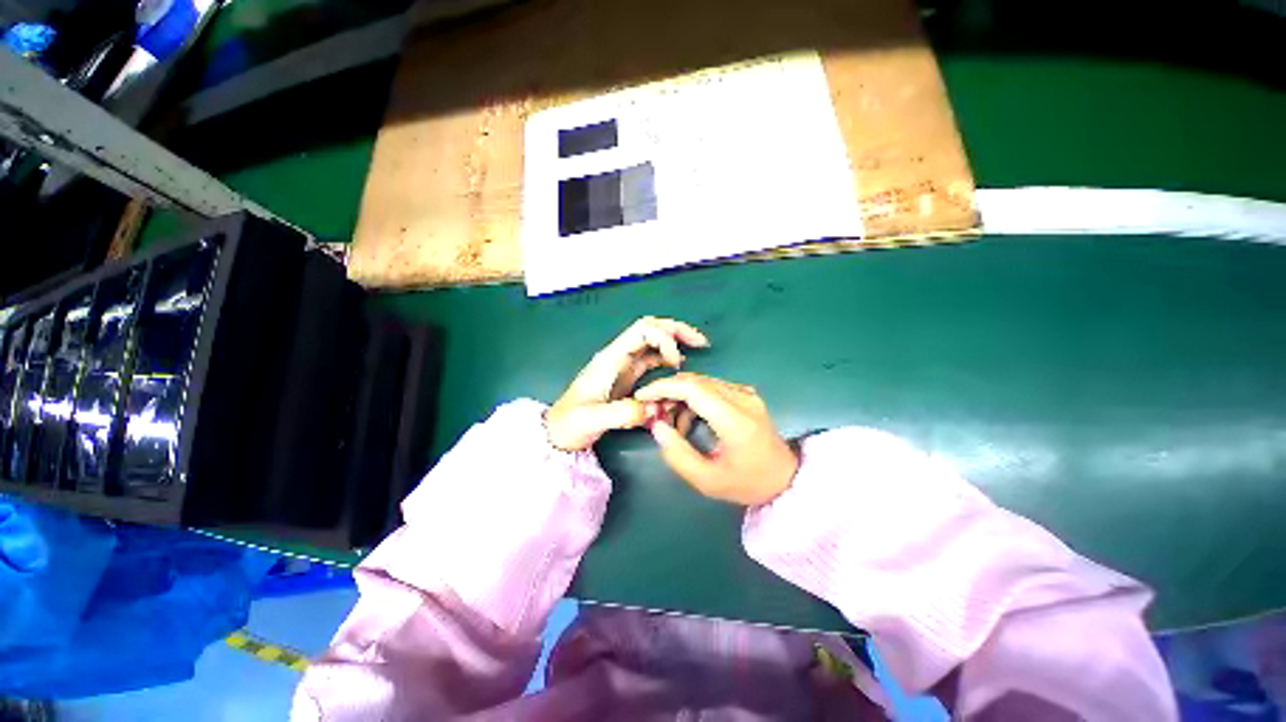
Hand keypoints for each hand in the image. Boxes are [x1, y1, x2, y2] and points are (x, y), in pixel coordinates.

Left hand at [546, 317, 708, 451]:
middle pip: (650, 329)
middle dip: (676, 331)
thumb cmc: (570, 423)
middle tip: (701, 342)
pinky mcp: (627, 377)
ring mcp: (623, 366)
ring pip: (652, 341)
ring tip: (697, 348)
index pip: (642, 331)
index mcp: (611, 359)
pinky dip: (668, 357)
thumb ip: (622, 413)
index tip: (677, 363)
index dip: (664, 339)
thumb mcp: (592, 419)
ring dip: (675, 341)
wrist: (558, 432)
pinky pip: (651, 359)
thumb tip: (656, 408)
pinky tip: (679, 365)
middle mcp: (619, 356)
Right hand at [635, 373, 798, 505]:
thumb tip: (656, 426)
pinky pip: (712, 387)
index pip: (693, 389)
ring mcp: (746, 393)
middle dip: (668, 392)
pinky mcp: (746, 394)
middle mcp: (743, 398)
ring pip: (702, 382)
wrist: (785, 478)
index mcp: (736, 420)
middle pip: (695, 381)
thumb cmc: (747, 483)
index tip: (642, 396)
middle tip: (653, 412)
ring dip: (680, 396)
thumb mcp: (708, 481)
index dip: (664, 388)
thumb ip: (677, 454)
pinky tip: (689, 419)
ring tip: (671, 421)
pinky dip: (693, 398)